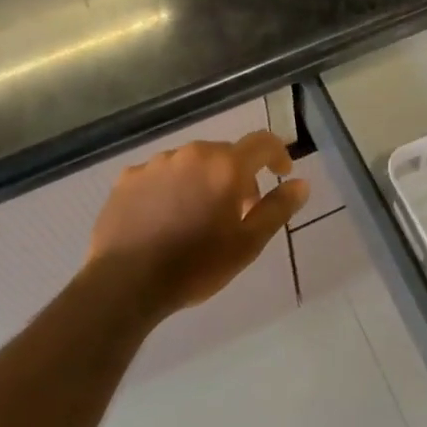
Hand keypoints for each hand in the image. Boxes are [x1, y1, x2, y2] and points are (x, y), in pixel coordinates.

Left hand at [88, 130, 308, 319]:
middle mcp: (192, 154)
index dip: (278, 154)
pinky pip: (160, 175)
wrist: (125, 283)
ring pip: (191, 164)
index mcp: (225, 166)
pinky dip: (171, 189)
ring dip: (202, 181)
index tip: (282, 174)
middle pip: (225, 154)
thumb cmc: (196, 265)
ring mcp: (156, 163)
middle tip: (238, 211)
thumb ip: (277, 209)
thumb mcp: (248, 244)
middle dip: (237, 176)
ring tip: (197, 217)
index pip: (262, 143)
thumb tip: (301, 183)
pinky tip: (164, 219)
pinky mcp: (127, 178)